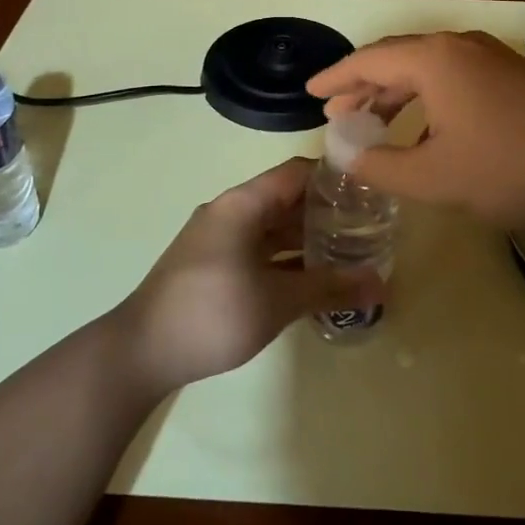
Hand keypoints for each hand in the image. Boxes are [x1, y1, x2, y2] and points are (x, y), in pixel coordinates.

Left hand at [115, 159, 355, 393]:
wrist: (142, 352)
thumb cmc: (212, 313)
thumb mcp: (278, 301)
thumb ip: (329, 288)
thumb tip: (381, 283)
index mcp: (242, 204)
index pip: (297, 173)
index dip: (334, 177)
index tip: (370, 191)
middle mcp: (230, 211)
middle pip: (286, 199)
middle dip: (326, 212)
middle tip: (368, 228)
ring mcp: (219, 238)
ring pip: (272, 227)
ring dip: (306, 238)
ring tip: (349, 252)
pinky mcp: (213, 264)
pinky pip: (258, 249)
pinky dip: (285, 258)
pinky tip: (312, 279)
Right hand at [306, 31, 524, 229]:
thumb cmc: (509, 168)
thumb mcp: (435, 178)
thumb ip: (383, 166)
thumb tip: (350, 155)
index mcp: (434, 60)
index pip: (369, 61)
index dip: (335, 78)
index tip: (311, 93)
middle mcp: (459, 46)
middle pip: (396, 58)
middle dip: (363, 84)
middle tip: (337, 110)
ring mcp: (491, 56)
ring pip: (427, 66)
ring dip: (395, 91)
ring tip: (373, 118)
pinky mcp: (513, 74)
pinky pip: (453, 75)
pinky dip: (426, 95)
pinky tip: (426, 125)